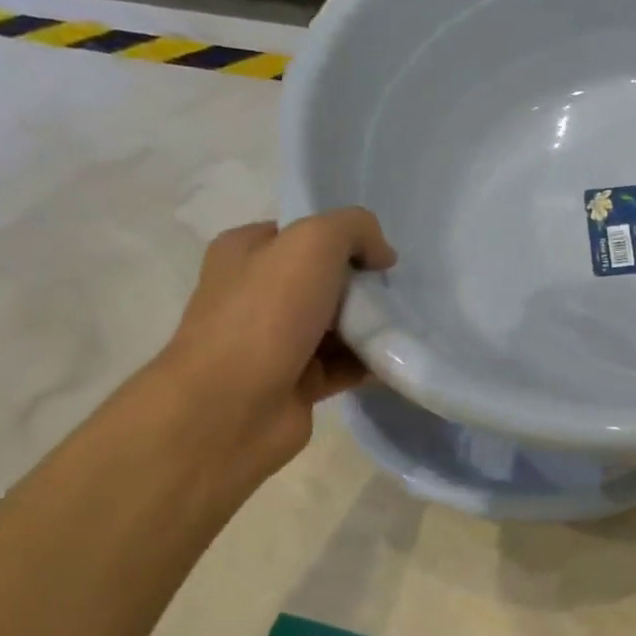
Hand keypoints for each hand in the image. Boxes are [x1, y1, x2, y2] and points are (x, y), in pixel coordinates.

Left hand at [152, 209, 396, 482]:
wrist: (232, 407)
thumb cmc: (267, 313)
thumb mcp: (314, 242)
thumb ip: (355, 228)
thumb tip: (381, 255)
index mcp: (245, 253)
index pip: (301, 234)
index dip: (343, 239)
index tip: (378, 257)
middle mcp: (255, 294)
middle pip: (325, 280)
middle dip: (363, 285)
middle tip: (395, 294)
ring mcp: (274, 341)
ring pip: (337, 324)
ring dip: (371, 325)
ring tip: (404, 326)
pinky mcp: (296, 382)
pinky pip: (344, 364)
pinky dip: (370, 362)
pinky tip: (397, 357)